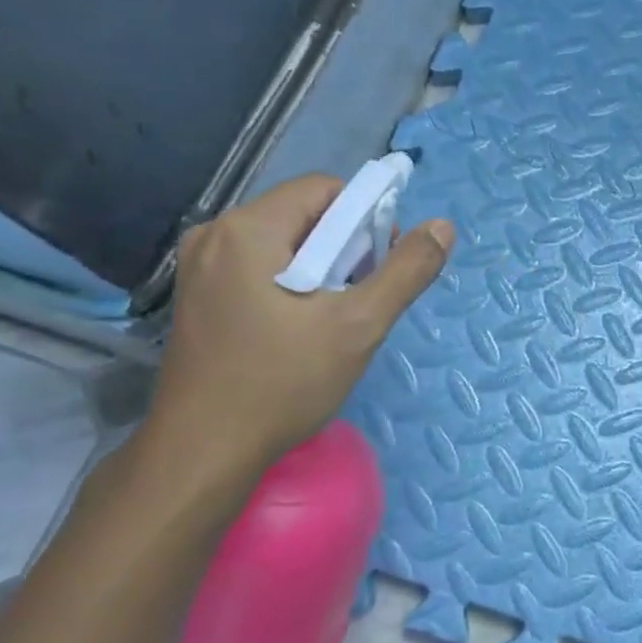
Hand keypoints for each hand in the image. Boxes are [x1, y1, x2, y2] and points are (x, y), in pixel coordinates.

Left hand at [145, 174, 453, 478]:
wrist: (203, 452)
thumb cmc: (282, 383)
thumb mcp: (358, 325)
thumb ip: (406, 271)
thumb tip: (443, 227)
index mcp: (246, 229)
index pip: (324, 190)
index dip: (366, 220)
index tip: (381, 269)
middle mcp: (214, 235)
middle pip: (303, 215)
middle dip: (345, 249)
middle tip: (361, 301)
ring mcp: (199, 268)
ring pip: (283, 245)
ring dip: (322, 270)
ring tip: (334, 320)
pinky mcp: (198, 298)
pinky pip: (260, 269)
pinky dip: (293, 286)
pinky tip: (301, 330)